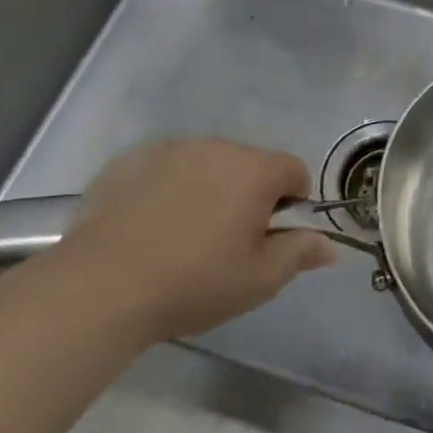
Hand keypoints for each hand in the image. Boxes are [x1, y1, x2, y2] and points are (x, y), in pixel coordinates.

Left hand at [58, 138, 336, 341]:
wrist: (101, 286)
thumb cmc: (194, 282)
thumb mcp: (259, 280)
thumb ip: (299, 253)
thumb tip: (330, 244)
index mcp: (255, 170)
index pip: (294, 170)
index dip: (292, 202)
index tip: (271, 236)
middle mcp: (217, 147)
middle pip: (249, 164)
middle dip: (248, 195)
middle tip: (227, 242)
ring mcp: (171, 149)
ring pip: (207, 164)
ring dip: (209, 189)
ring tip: (184, 235)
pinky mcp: (131, 160)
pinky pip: (166, 168)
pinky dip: (168, 188)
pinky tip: (149, 226)